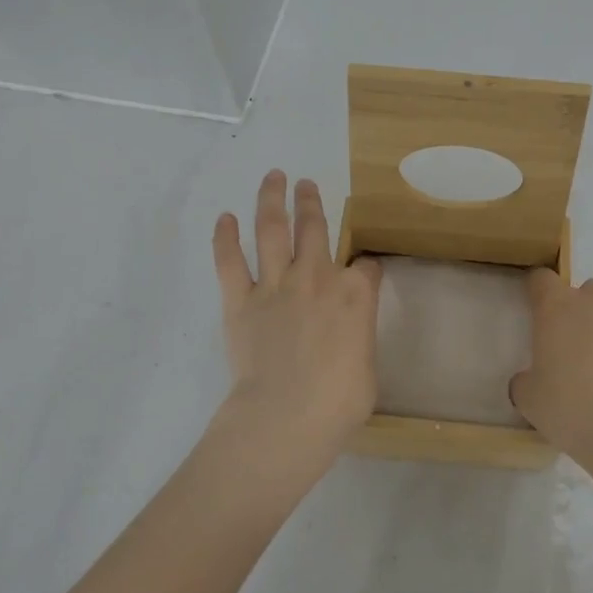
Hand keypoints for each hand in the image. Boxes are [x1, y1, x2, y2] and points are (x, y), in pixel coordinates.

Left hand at [210, 172, 381, 485]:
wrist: (286, 415)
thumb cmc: (338, 402)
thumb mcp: (367, 367)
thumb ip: (358, 338)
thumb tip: (349, 336)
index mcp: (356, 295)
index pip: (367, 268)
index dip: (367, 269)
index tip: (365, 272)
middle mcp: (317, 277)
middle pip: (315, 228)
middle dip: (312, 202)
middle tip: (306, 183)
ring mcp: (276, 285)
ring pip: (273, 229)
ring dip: (273, 199)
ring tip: (273, 177)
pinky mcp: (240, 300)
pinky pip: (230, 261)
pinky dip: (226, 237)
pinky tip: (225, 217)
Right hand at [510, 271, 592, 460]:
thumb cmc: (573, 411)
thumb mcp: (530, 400)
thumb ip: (526, 380)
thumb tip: (530, 379)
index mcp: (557, 308)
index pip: (542, 280)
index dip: (541, 294)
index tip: (543, 315)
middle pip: (590, 291)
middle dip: (587, 314)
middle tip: (587, 352)